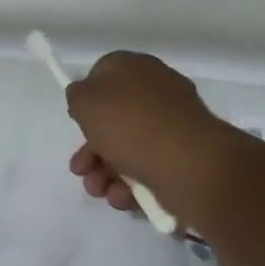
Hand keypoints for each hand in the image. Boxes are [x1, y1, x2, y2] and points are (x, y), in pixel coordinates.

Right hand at [65, 52, 235, 220]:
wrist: (188, 163)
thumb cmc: (130, 124)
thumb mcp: (86, 101)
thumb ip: (77, 95)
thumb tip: (85, 96)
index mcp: (136, 68)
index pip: (104, 73)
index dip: (86, 98)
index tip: (76, 120)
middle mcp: (156, 92)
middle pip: (113, 119)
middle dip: (91, 150)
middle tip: (80, 170)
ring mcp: (172, 125)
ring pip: (128, 148)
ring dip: (105, 173)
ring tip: (100, 190)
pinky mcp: (183, 156)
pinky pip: (148, 167)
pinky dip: (131, 184)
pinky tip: (123, 197)